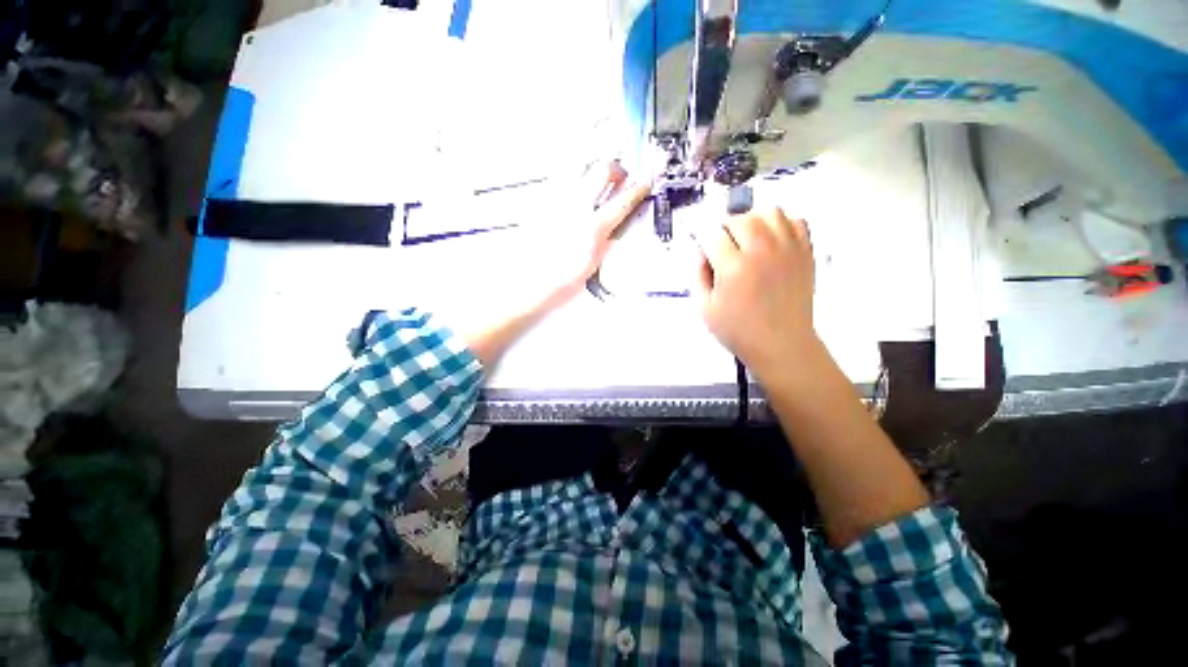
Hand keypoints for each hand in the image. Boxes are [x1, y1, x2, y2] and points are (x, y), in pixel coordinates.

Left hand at [529, 161, 651, 305]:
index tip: (645, 182)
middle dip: (616, 169)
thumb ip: (606, 242)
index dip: (639, 189)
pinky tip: (571, 188)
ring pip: (577, 165)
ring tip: (595, 177)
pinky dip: (570, 175)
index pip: (623, 201)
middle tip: (619, 178)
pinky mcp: (539, 202)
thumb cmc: (559, 282)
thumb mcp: (592, 266)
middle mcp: (574, 207)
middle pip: (602, 169)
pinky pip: (557, 177)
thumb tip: (615, 227)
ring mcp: (554, 201)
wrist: (526, 285)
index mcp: (592, 228)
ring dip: (591, 166)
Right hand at [694, 207, 818, 380]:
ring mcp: (787, 250)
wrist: (781, 344)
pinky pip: (796, 221)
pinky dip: (782, 225)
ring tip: (749, 240)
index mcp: (733, 267)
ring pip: (770, 212)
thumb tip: (701, 251)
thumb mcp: (705, 307)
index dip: (704, 241)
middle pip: (740, 219)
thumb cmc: (738, 330)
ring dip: (754, 221)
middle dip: (725, 229)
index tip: (705, 251)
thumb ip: (699, 274)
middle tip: (724, 247)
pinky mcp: (805, 253)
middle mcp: (761, 251)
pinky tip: (773, 242)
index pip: (713, 234)